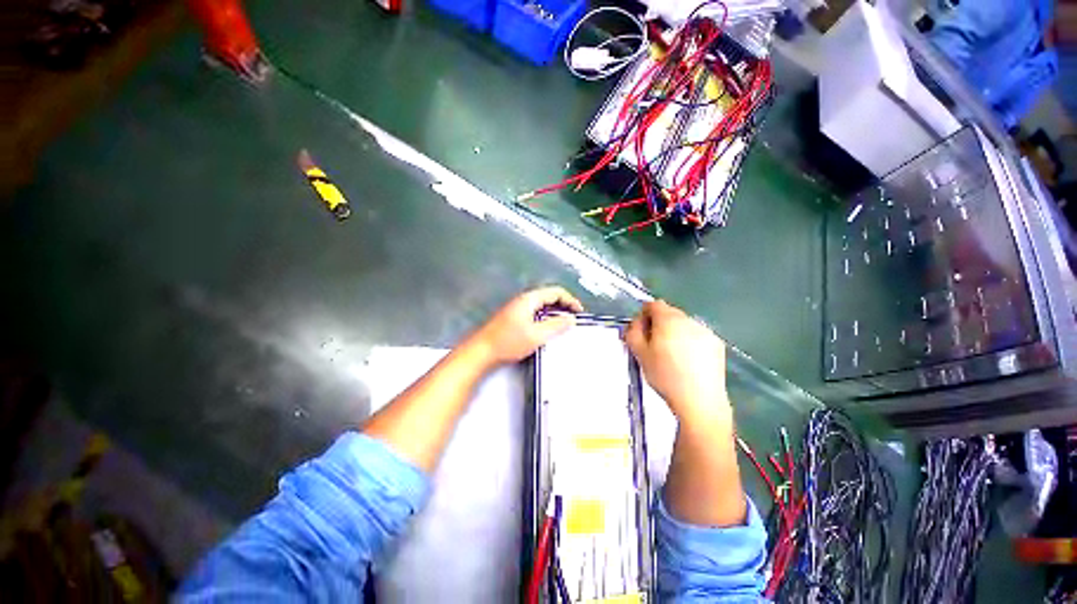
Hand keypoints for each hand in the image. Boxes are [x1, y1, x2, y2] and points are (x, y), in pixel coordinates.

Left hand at [467, 287, 583, 367]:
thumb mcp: (537, 335)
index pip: (555, 292)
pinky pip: (535, 313)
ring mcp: (517, 308)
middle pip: (548, 297)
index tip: (579, 311)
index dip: (570, 300)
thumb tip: (570, 319)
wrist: (482, 351)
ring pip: (541, 306)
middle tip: (573, 318)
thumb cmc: (508, 341)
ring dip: (554, 313)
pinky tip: (547, 330)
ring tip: (563, 325)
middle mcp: (523, 300)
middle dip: (563, 306)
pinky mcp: (513, 318)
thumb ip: (556, 325)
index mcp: (529, 299)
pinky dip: (545, 318)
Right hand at [624, 301, 728, 421]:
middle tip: (654, 345)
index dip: (644, 315)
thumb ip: (633, 332)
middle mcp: (688, 319)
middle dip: (659, 324)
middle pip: (669, 313)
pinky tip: (688, 360)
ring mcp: (705, 330)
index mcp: (668, 319)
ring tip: (672, 354)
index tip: (641, 332)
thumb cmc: (664, 375)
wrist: (699, 399)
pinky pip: (697, 335)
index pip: (653, 304)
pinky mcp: (716, 343)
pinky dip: (689, 341)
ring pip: (683, 324)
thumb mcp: (639, 353)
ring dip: (674, 332)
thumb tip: (636, 323)